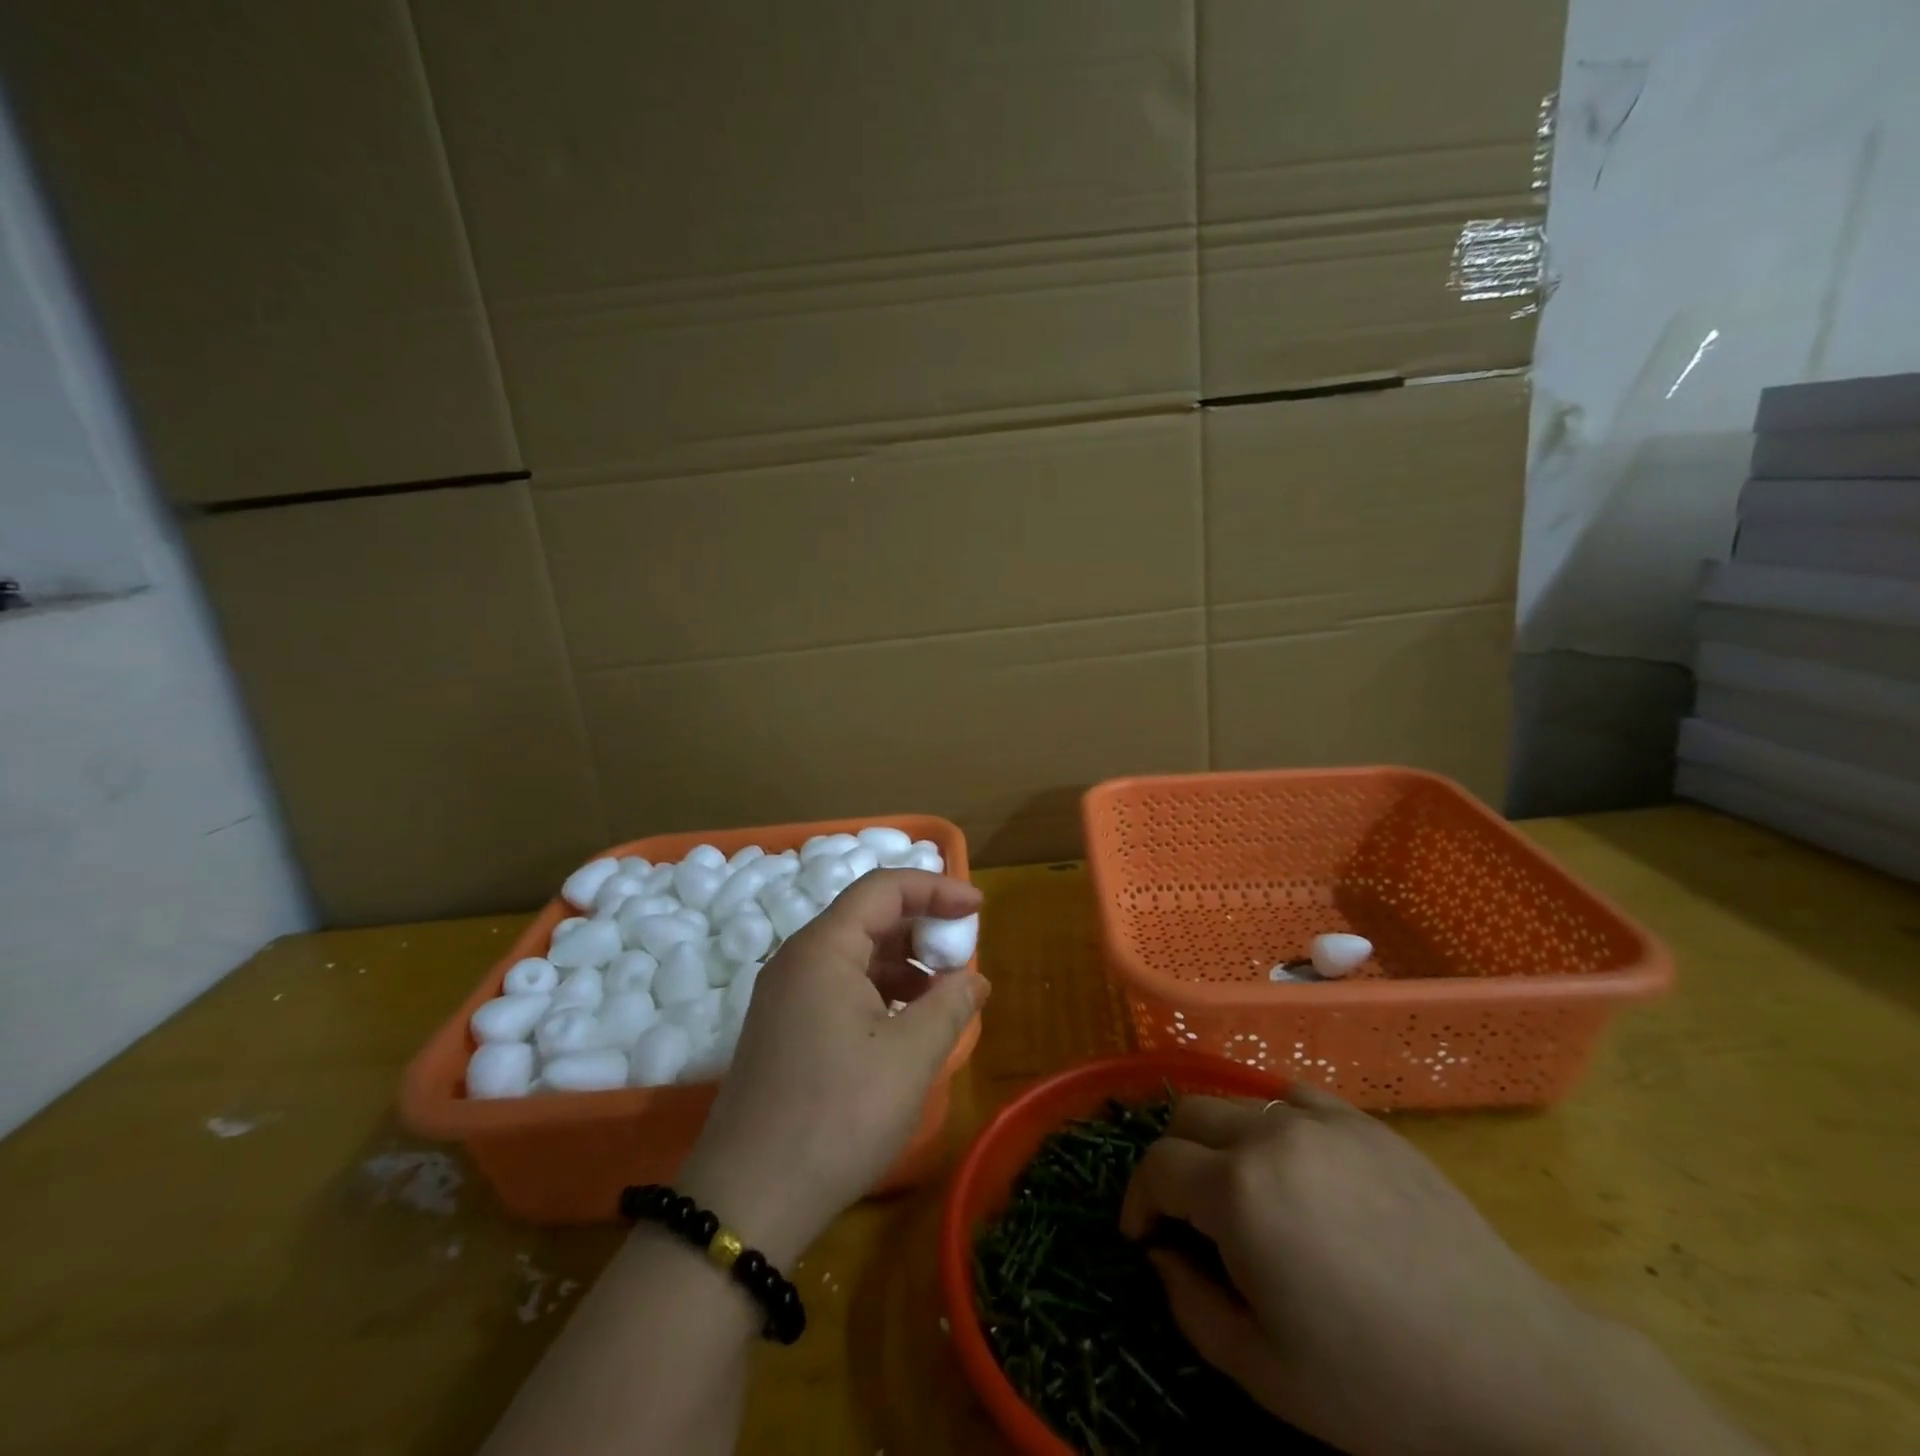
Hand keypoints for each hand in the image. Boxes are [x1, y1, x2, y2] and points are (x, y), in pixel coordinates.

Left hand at [677, 870, 988, 1264]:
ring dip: (903, 963)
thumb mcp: (910, 1057)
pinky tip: (906, 1025)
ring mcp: (785, 994)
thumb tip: (974, 979)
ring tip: (943, 995)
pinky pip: (839, 985)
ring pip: (855, 954)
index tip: (978, 908)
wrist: (748, 1202)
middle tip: (962, 955)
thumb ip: (950, 1005)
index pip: (883, 888)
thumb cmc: (837, 1115)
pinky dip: (880, 991)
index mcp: (824, 948)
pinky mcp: (783, 1027)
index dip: (935, 888)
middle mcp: (798, 958)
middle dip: (921, 927)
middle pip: (868, 917)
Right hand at [1120, 1084, 1607, 1455]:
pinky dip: (1272, 1121)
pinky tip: (1296, 1166)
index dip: (1138, 1201)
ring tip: (1243, 1190)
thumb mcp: (1265, 1371)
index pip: (1156, 1166)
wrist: (1514, 1372)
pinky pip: (1292, 1097)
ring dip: (1219, 1139)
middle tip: (1188, 1214)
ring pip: (1236, 1101)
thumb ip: (1190, 1304)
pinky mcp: (1364, 1122)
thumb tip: (1162, 1256)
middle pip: (1187, 1115)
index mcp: (1238, 1191)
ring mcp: (1321, 1120)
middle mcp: (1269, 1134)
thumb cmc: (1380, 1385)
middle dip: (1172, 1161)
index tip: (1144, 1237)